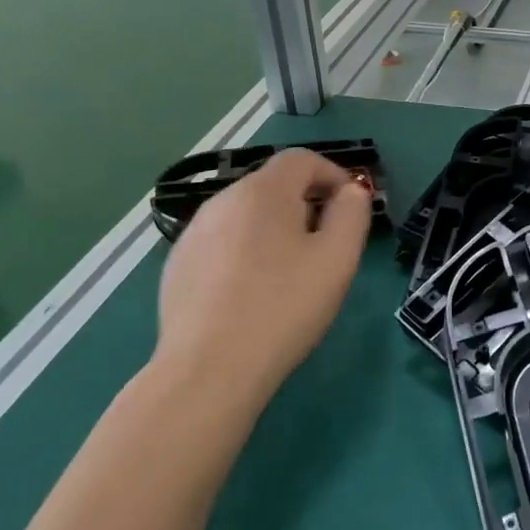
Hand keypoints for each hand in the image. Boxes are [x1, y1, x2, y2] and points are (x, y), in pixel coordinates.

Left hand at [154, 149, 370, 421]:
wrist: (208, 370)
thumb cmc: (284, 307)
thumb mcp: (338, 258)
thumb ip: (352, 213)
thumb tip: (351, 191)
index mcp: (262, 192)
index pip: (302, 159)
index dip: (333, 174)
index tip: (352, 207)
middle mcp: (222, 201)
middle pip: (272, 184)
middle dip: (306, 202)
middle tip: (328, 242)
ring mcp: (193, 234)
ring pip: (245, 214)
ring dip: (275, 227)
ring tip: (292, 269)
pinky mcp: (176, 267)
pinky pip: (222, 242)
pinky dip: (245, 251)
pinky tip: (253, 291)